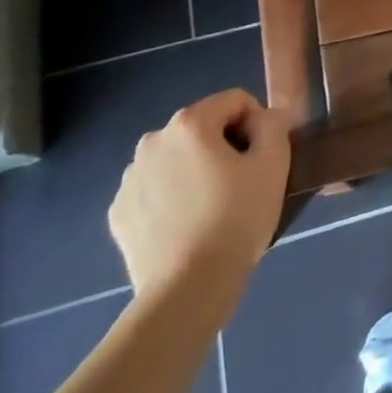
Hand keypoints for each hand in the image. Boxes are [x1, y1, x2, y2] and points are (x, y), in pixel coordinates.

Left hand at [108, 89, 289, 310]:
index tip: (263, 159)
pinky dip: (172, 198)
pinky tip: (187, 226)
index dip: (257, 124)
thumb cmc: (236, 219)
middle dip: (224, 147)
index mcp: (189, 123)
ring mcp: (130, 179)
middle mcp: (152, 141)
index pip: (235, 101)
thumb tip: (265, 116)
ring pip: (177, 159)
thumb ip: (273, 125)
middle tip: (242, 184)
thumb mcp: (273, 163)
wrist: (186, 291)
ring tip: (213, 209)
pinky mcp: (119, 214)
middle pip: (203, 128)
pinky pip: (155, 190)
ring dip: (196, 171)